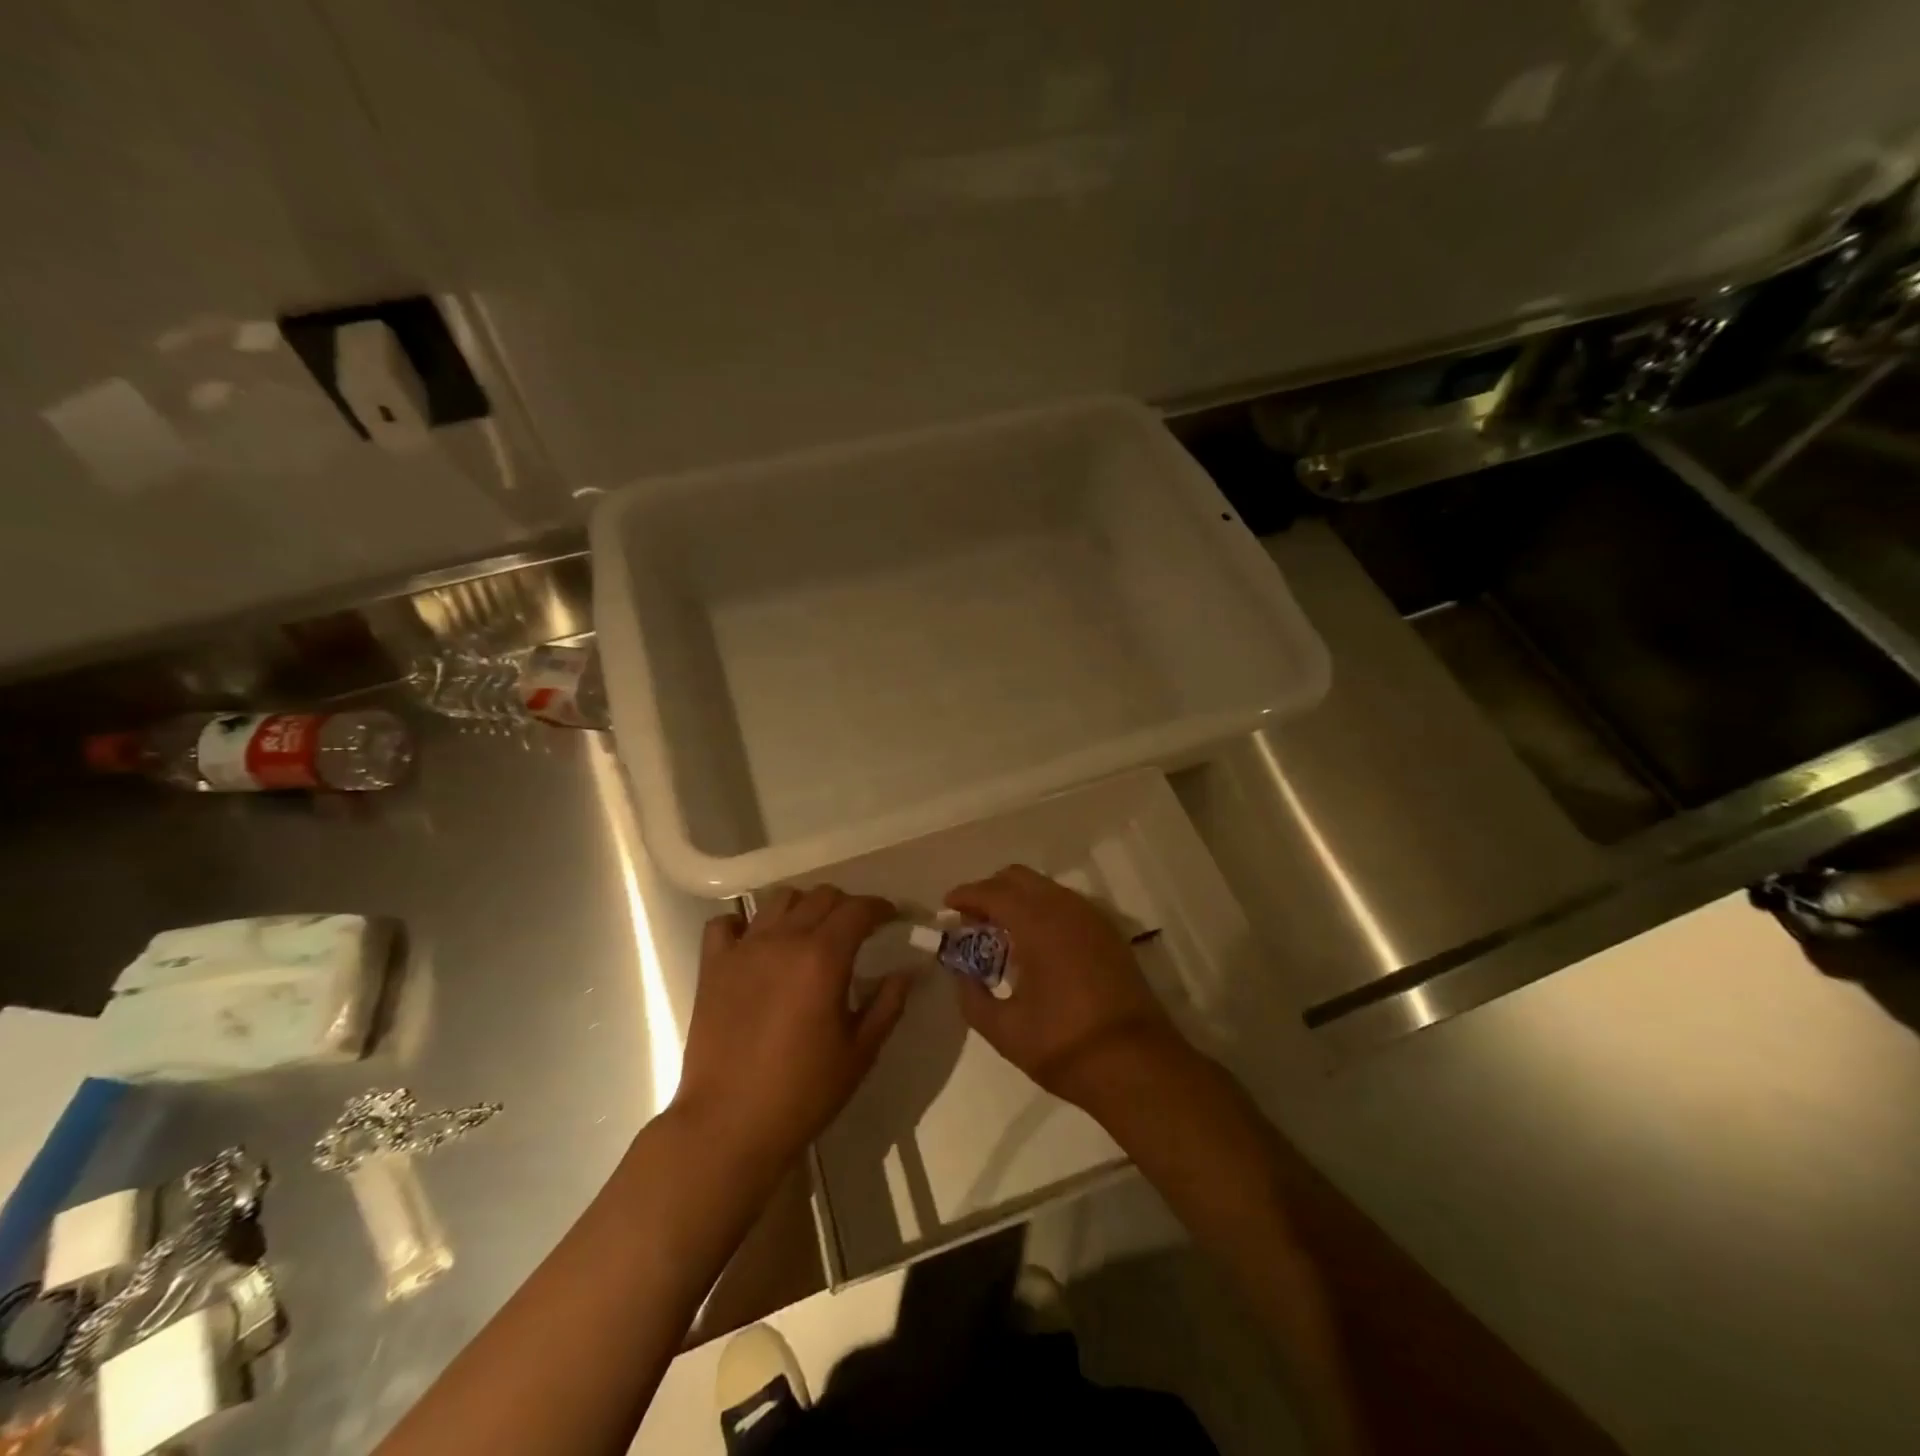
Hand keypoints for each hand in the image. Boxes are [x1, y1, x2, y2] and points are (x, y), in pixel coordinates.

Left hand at [672, 886, 908, 1172]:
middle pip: (821, 896)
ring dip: (802, 907)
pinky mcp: (712, 966)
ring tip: (809, 932)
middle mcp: (784, 940)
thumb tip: (906, 972)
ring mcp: (744, 949)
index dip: (880, 908)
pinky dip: (745, 924)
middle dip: (846, 905)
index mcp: (824, 957)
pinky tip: (756, 944)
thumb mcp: (860, 1052)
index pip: (858, 909)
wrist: (729, 1125)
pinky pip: (726, 924)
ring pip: (778, 900)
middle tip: (856, 929)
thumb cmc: (803, 1092)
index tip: (892, 917)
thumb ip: (887, 1004)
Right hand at [945, 865, 1185, 1109]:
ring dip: (1018, 900)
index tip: (946, 907)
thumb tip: (961, 975)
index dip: (966, 895)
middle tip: (971, 920)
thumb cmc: (1065, 1046)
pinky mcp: (1109, 934)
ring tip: (1000, 934)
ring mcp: (1092, 918)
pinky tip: (1034, 945)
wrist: (1137, 1066)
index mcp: (1038, 923)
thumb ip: (972, 997)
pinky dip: (1042, 911)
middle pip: (1019, 878)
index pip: (993, 892)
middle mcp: (1066, 908)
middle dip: (990, 891)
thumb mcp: (1005, 1030)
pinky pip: (1066, 904)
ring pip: (1045, 888)